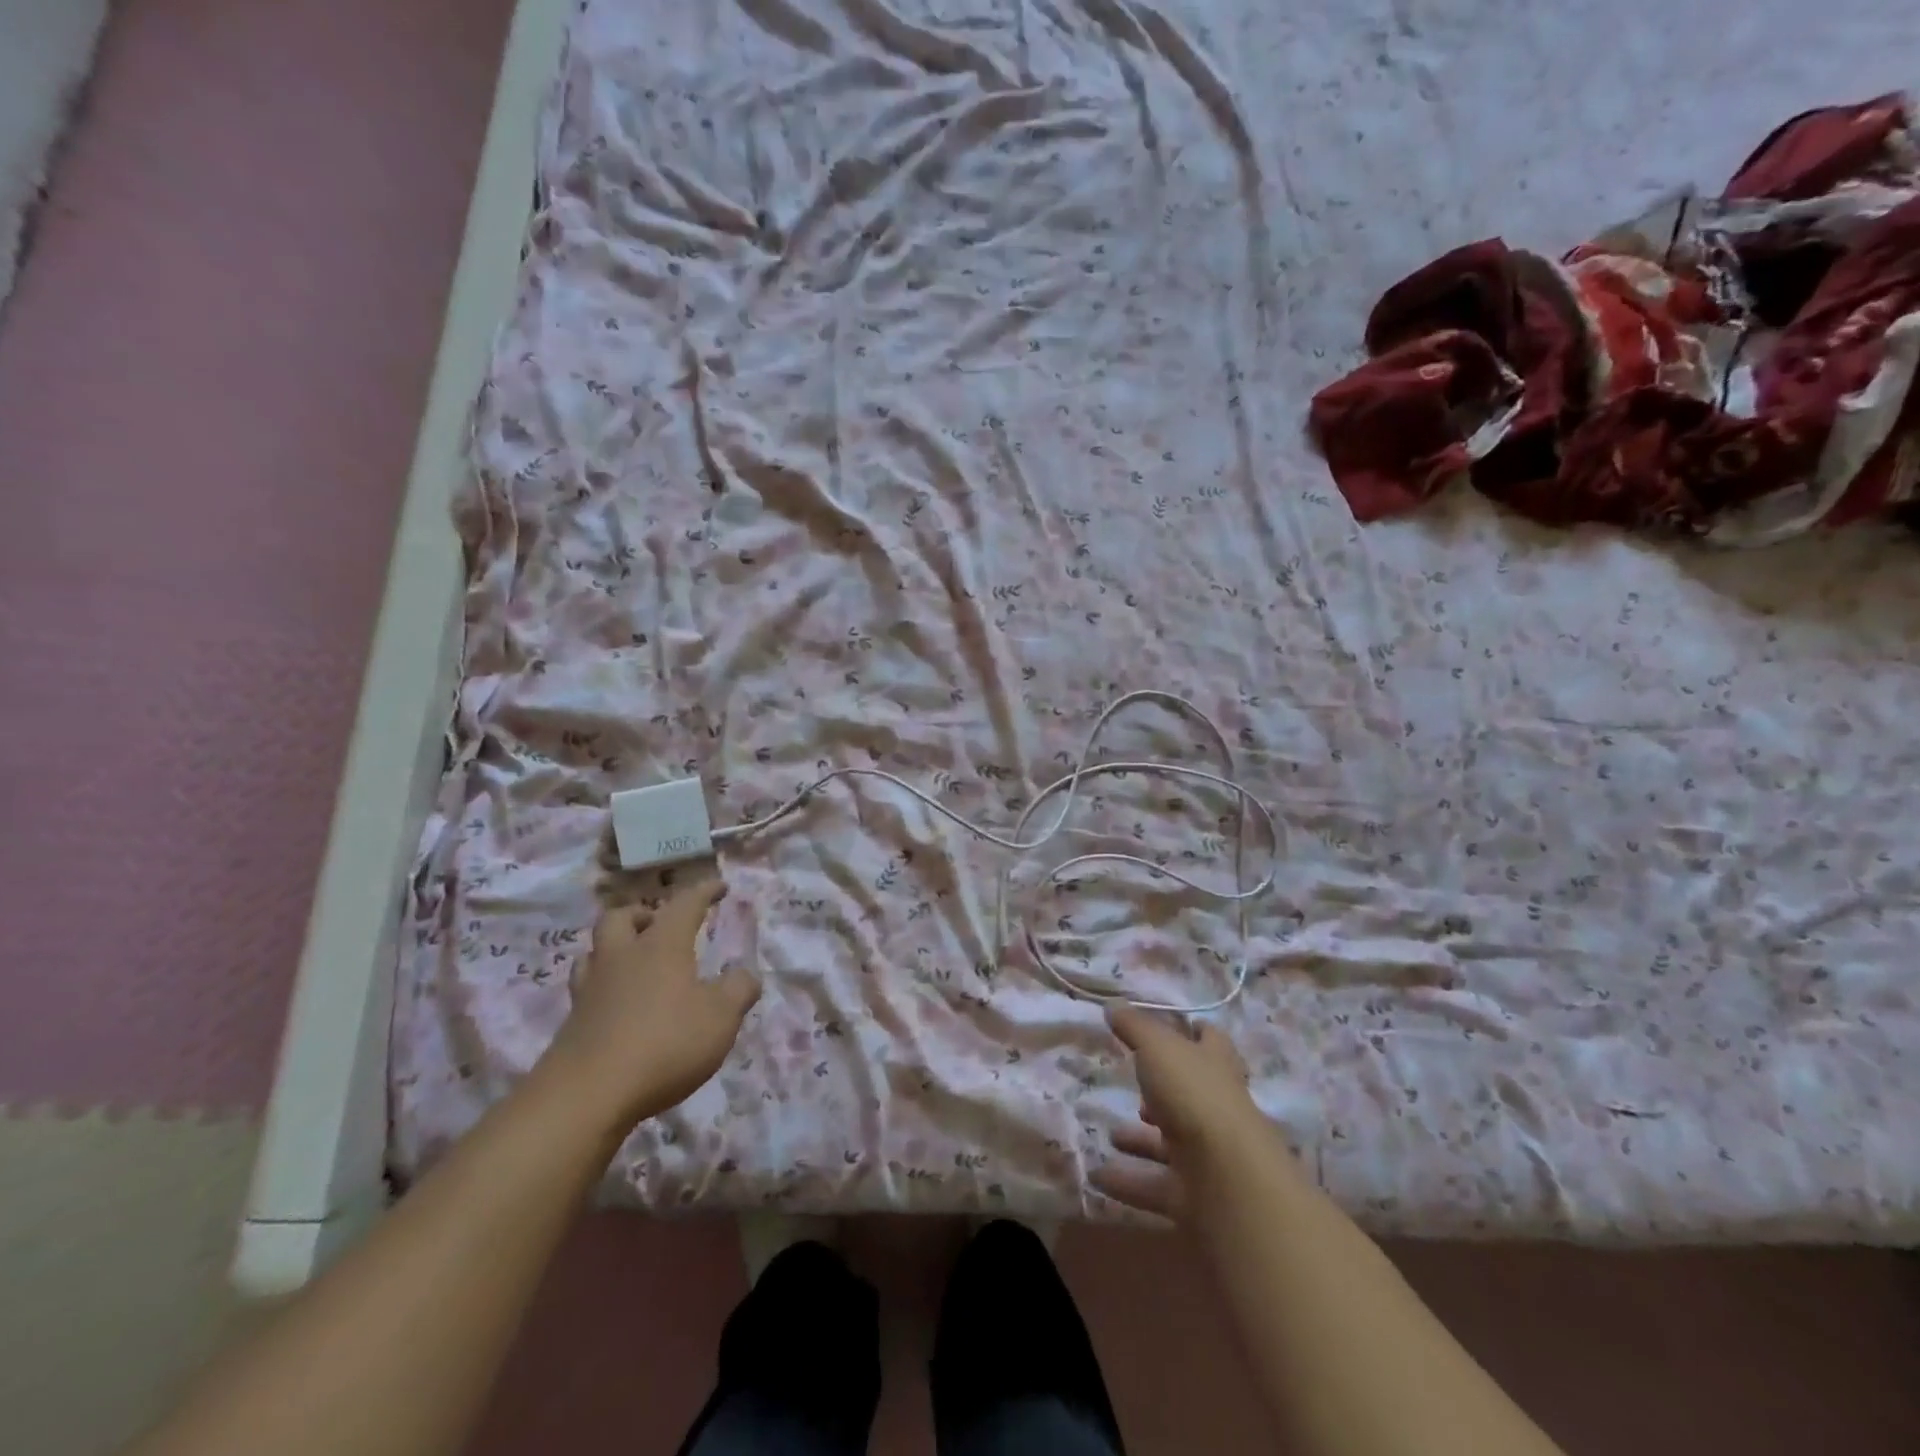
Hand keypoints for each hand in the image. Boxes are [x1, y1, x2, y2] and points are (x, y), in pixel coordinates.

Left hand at [544, 878, 760, 1130]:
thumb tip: (746, 975)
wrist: (586, 1096)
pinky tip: (619, 1005)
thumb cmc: (665, 1043)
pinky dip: (605, 987)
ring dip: (615, 948)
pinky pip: (587, 989)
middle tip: (659, 925)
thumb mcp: (721, 1017)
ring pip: (594, 951)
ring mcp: (591, 990)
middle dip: (642, 914)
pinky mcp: (572, 1024)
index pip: (684, 904)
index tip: (720, 886)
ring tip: (634, 962)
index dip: (704, 892)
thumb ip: (739, 990)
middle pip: (620, 917)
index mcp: (661, 945)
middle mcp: (622, 957)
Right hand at [1093, 1005, 1267, 1222]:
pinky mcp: (1195, 1193)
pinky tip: (1096, 1176)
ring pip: (1171, 1142)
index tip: (1175, 1026)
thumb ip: (1134, 1027)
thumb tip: (1113, 1005)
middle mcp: (1217, 1106)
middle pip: (1190, 1094)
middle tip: (1131, 1085)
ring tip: (1110, 1135)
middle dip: (1162, 1093)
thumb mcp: (1158, 1048)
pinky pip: (1155, 1184)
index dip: (1195, 1031)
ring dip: (1142, 1140)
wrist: (1227, 1178)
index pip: (1211, 1041)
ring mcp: (1209, 1154)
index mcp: (1215, 1065)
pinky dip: (1128, 1181)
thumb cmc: (1194, 1095)